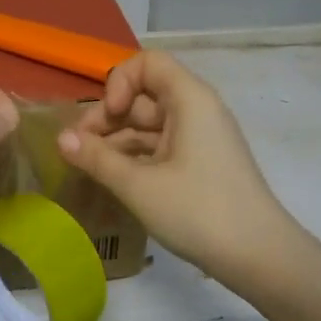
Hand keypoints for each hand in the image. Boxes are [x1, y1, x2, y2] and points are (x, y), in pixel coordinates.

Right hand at [58, 50, 289, 280]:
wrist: (260, 257)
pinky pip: (160, 147)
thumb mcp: (139, 185)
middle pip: (143, 96)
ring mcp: (200, 139)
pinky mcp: (200, 165)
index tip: (109, 117)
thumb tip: (60, 138)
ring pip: (148, 125)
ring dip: (117, 141)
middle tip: (79, 150)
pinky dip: (134, 158)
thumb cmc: (199, 211)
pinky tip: (112, 179)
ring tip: (88, 168)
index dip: (120, 82)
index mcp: (190, 100)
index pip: (148, 63)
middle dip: (108, 118)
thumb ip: (97, 158)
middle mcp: (196, 111)